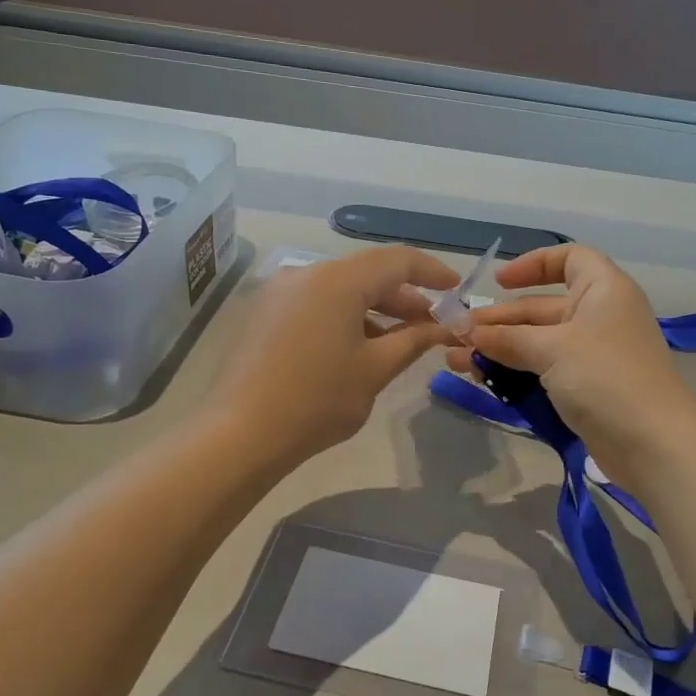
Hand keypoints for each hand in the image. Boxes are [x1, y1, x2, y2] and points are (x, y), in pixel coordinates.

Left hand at [207, 245, 460, 467]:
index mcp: (337, 280)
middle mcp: (306, 274)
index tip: (456, 291)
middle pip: (366, 273)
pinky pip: (315, 303)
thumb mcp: (375, 370)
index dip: (432, 272)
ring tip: (399, 340)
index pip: (396, 260)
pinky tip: (357, 347)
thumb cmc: (317, 400)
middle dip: (404, 296)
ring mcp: (279, 293)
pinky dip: (344, 316)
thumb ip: (413, 340)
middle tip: (431, 324)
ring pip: (340, 289)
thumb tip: (443, 327)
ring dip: (374, 309)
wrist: (239, 434)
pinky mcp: (264, 314)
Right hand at [443, 244, 695, 487]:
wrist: (653, 444)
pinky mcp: (586, 388)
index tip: (499, 284)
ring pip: (538, 342)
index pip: (568, 259)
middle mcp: (599, 316)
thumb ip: (507, 339)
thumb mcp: (552, 349)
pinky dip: (515, 371)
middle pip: (542, 307)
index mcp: (603, 289)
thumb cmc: (605, 377)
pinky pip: (544, 370)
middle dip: (500, 320)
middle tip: (457, 335)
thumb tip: (468, 333)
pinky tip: (481, 379)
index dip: (533, 265)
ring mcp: (593, 355)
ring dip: (499, 349)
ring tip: (457, 361)